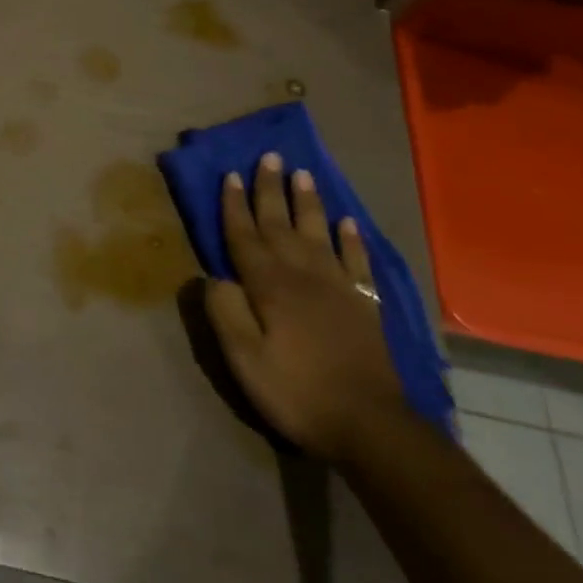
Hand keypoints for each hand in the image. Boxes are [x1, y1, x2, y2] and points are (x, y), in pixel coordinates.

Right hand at [203, 153, 405, 464]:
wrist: (370, 426)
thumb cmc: (296, 392)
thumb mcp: (244, 359)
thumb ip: (225, 313)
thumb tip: (212, 275)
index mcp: (269, 286)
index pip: (245, 236)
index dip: (235, 205)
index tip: (229, 174)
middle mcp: (302, 275)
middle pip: (281, 223)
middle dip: (271, 189)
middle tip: (268, 156)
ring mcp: (338, 287)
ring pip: (318, 233)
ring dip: (308, 202)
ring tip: (303, 173)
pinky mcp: (364, 304)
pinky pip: (356, 261)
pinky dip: (351, 239)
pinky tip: (347, 222)